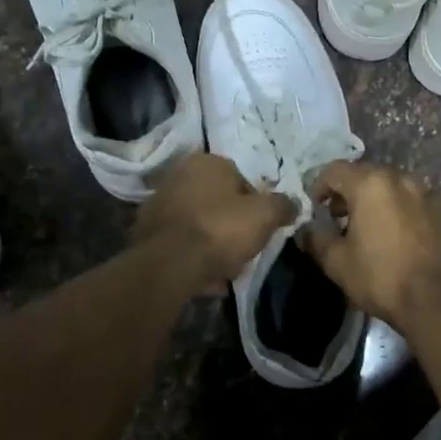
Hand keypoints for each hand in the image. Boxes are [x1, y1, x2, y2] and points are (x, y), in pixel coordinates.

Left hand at [134, 152, 293, 293]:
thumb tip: (294, 203)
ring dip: (213, 244)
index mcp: (207, 162)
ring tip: (226, 270)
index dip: (256, 207)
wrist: (170, 264)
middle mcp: (179, 175)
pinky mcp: (146, 232)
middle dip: (233, 226)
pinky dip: (194, 257)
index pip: (242, 180)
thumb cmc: (220, 229)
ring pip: (200, 224)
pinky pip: (182, 243)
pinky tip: (205, 278)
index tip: (261, 229)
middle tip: (244, 250)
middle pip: (219, 203)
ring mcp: (159, 203)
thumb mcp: (265, 215)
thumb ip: (283, 206)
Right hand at [301, 161, 440, 331]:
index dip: (319, 186)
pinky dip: (407, 214)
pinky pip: (420, 205)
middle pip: (368, 175)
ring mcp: (431, 194)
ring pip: (396, 189)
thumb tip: (307, 229)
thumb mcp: (337, 263)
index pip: (334, 171)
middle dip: (351, 193)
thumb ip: (316, 238)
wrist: (438, 302)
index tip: (316, 208)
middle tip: (342, 219)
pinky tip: (406, 239)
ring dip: (381, 202)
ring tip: (375, 229)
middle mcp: (403, 179)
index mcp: (371, 184)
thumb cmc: (381, 278)